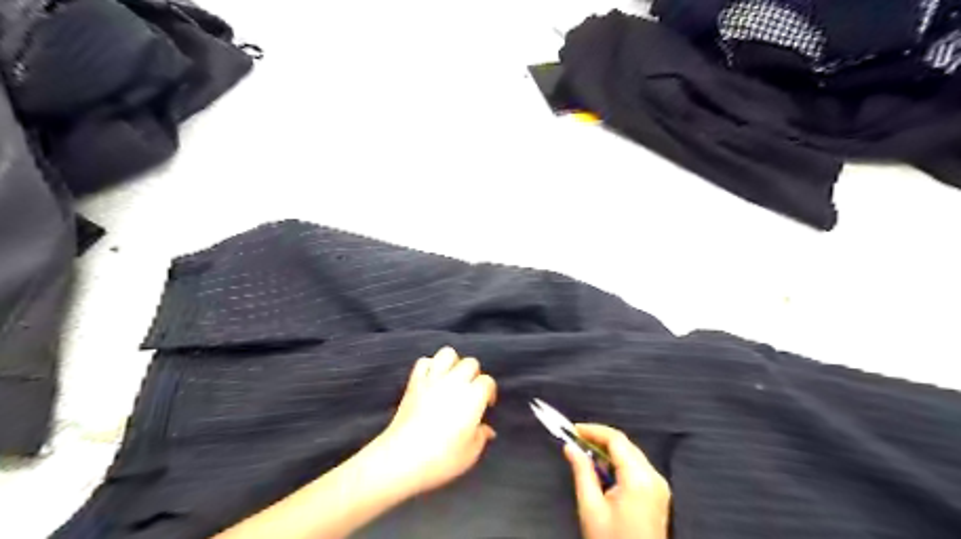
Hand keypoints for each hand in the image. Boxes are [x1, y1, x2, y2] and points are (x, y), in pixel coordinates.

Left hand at [369, 347, 498, 497]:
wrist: (402, 458)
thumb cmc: (442, 458)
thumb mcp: (470, 453)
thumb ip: (481, 436)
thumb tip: (486, 429)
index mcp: (473, 397)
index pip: (487, 382)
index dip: (489, 392)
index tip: (487, 405)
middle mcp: (455, 382)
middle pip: (470, 363)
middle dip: (474, 374)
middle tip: (471, 391)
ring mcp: (433, 379)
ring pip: (448, 354)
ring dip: (453, 363)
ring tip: (452, 378)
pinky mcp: (414, 382)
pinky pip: (424, 362)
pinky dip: (430, 366)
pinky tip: (432, 379)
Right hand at [565, 423, 669, 538]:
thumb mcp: (591, 508)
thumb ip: (582, 472)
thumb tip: (570, 447)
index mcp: (638, 478)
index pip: (616, 440)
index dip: (593, 430)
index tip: (572, 430)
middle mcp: (654, 477)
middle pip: (625, 445)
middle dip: (600, 439)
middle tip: (575, 441)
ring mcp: (659, 486)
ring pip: (631, 455)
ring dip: (609, 451)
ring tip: (585, 456)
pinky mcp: (659, 494)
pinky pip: (637, 468)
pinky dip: (619, 464)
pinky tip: (603, 472)